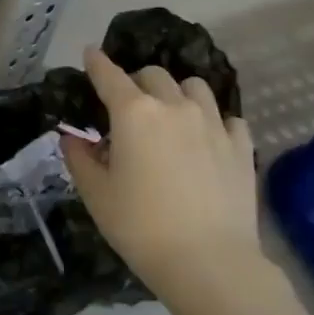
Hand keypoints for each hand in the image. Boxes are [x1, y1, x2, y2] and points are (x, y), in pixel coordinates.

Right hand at [63, 46, 259, 291]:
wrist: (208, 261)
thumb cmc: (140, 226)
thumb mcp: (96, 195)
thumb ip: (79, 158)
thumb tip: (73, 137)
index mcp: (134, 113)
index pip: (110, 76)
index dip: (97, 63)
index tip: (90, 53)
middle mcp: (175, 107)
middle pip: (153, 75)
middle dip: (135, 82)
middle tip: (126, 105)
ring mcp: (213, 123)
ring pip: (194, 88)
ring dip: (176, 93)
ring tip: (169, 115)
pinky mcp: (240, 146)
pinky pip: (226, 117)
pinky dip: (211, 120)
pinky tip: (204, 138)